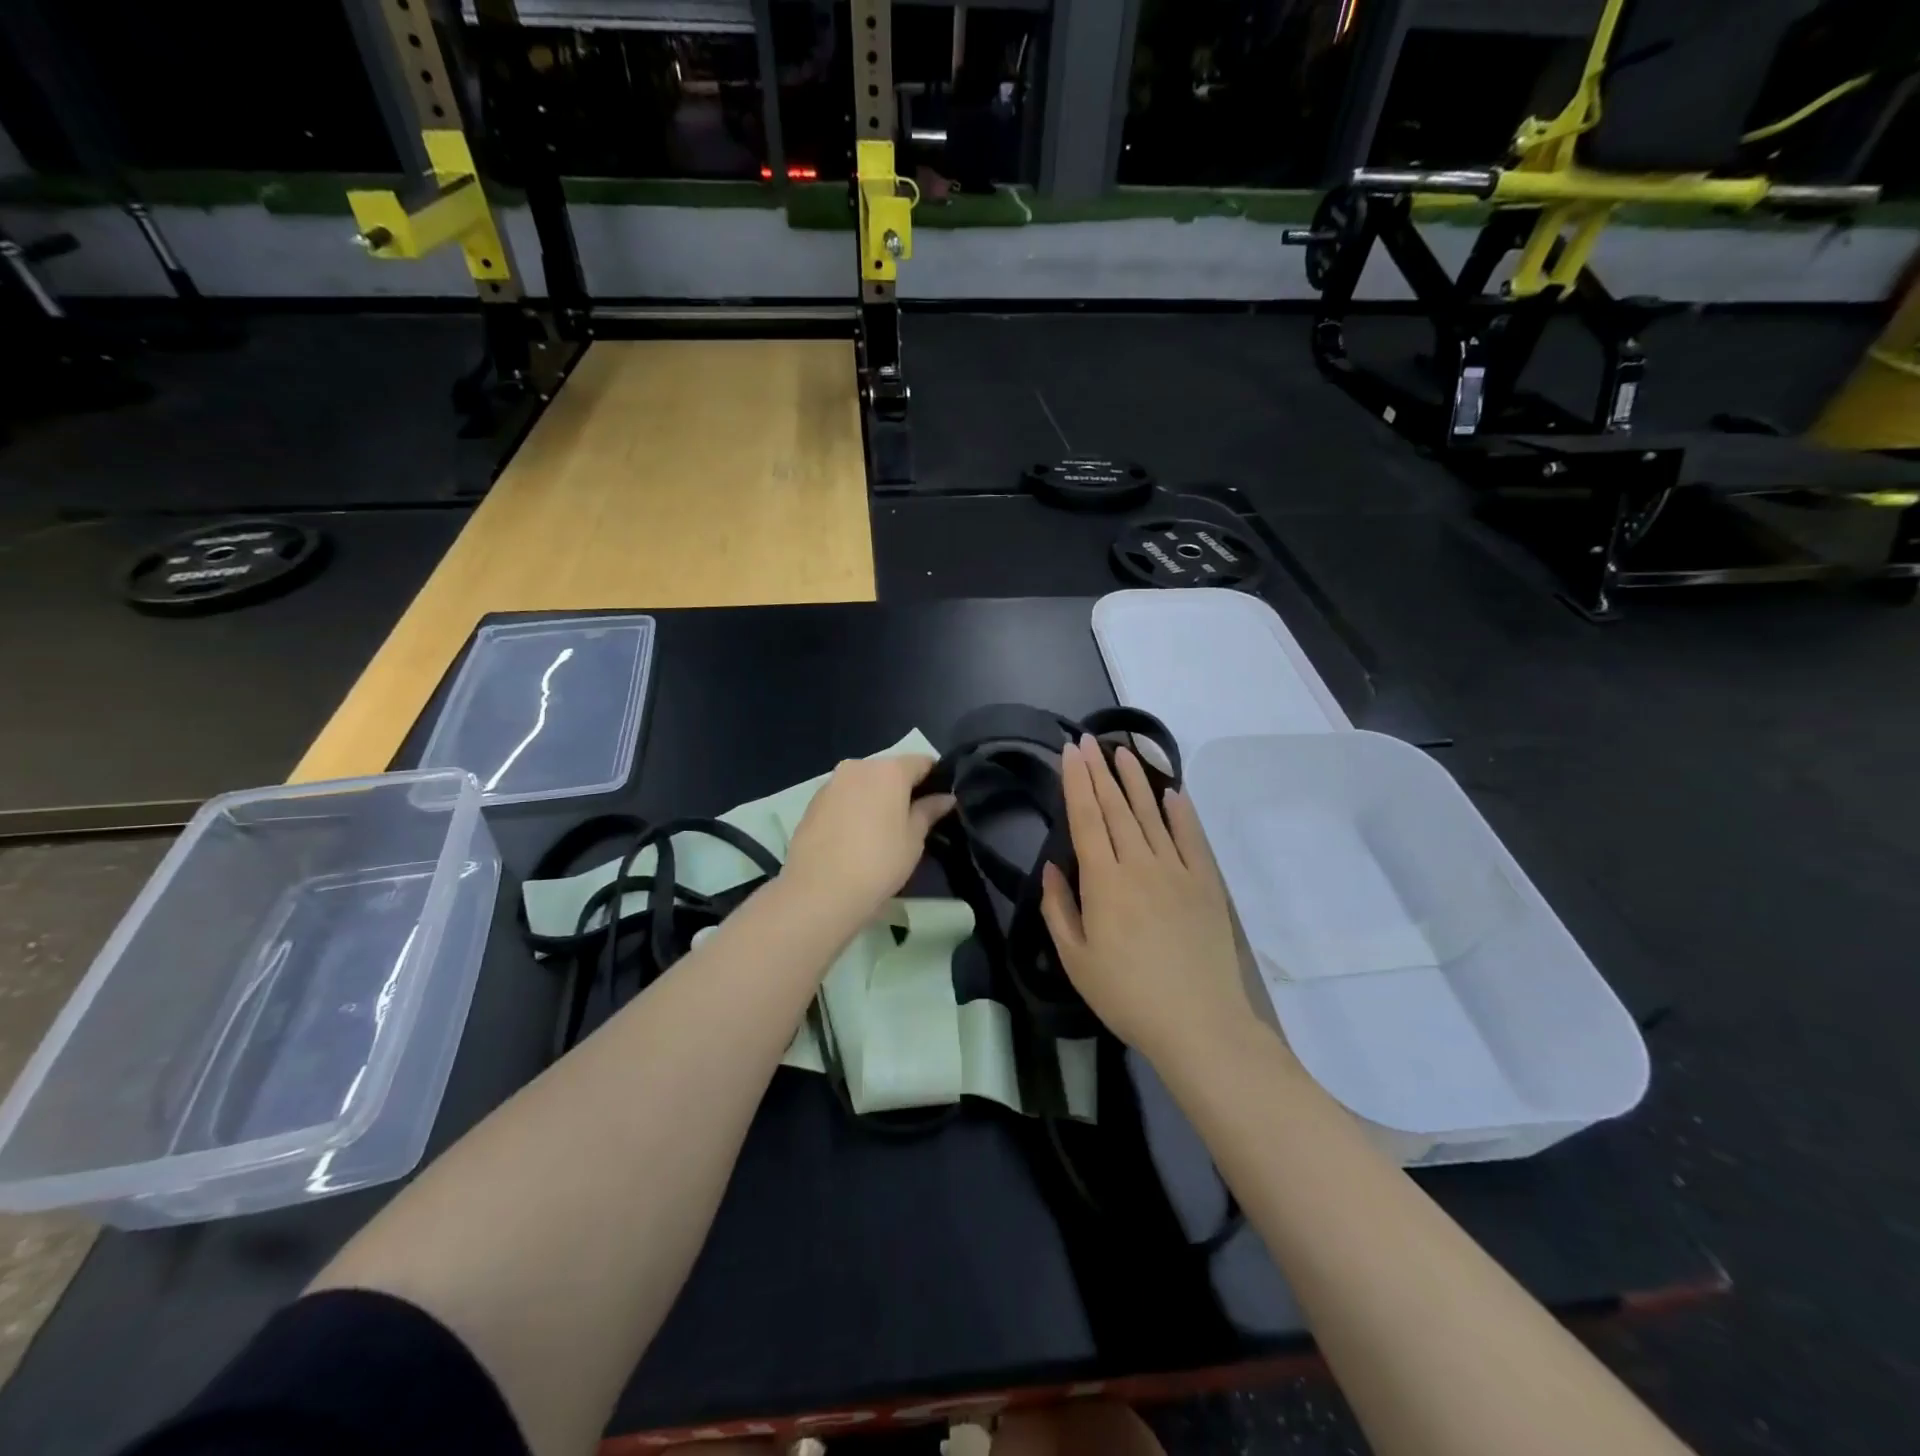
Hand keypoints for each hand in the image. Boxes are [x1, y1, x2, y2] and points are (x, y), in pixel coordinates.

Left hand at [784, 754, 954, 924]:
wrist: (819, 891)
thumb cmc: (878, 862)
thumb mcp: (913, 839)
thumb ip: (929, 811)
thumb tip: (945, 797)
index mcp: (889, 770)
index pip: (922, 762)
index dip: (936, 778)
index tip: (941, 799)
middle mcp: (858, 766)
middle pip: (889, 770)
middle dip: (903, 788)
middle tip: (914, 818)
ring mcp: (831, 783)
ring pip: (864, 783)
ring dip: (876, 798)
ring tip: (883, 830)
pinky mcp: (812, 803)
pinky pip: (843, 797)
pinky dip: (854, 808)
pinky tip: (856, 837)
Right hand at [1041, 736, 1256, 1064]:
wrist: (1198, 1022)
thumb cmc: (1126, 995)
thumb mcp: (1076, 959)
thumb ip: (1059, 909)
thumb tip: (1053, 868)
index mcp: (1103, 881)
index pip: (1086, 818)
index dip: (1076, 782)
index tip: (1071, 752)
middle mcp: (1139, 864)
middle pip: (1116, 808)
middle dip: (1100, 771)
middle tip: (1090, 741)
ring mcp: (1177, 870)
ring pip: (1152, 815)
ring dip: (1136, 781)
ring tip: (1125, 751)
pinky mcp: (1205, 884)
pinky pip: (1192, 839)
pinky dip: (1181, 813)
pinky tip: (1173, 793)